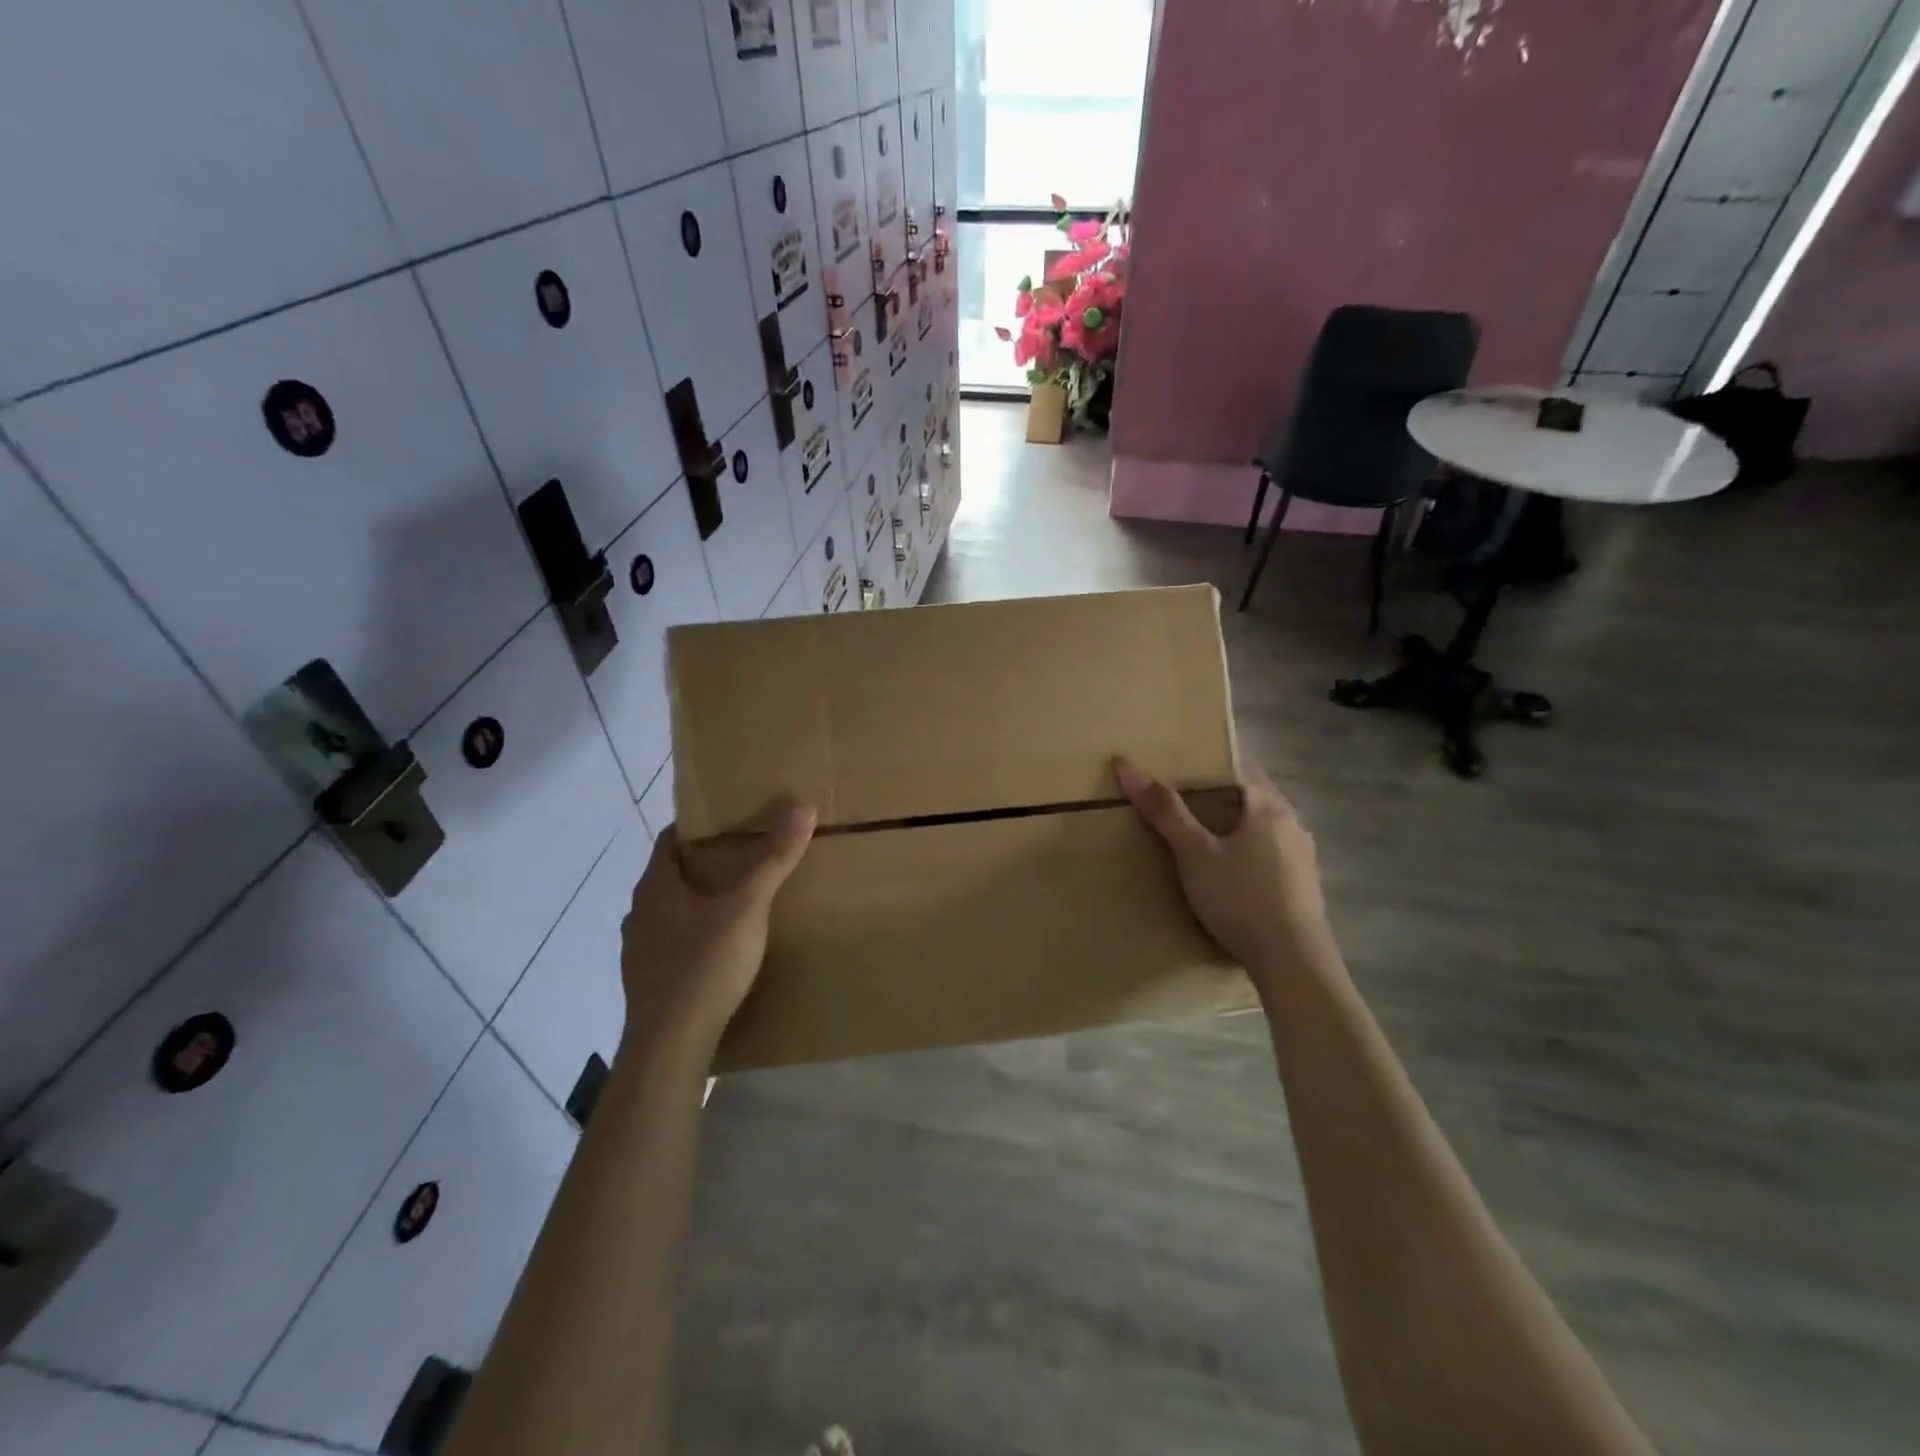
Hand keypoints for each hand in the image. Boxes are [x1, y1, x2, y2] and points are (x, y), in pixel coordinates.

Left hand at [620, 796, 816, 1059]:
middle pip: (671, 874)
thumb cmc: (705, 965)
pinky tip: (719, 948)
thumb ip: (774, 858)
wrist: (670, 1045)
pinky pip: (671, 943)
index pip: (671, 838)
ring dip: (697, 901)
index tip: (732, 821)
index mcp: (656, 886)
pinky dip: (693, 935)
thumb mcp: (748, 907)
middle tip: (746, 857)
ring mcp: (639, 950)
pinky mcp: (647, 981)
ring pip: (670, 911)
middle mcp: (640, 912)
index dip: (699, 826)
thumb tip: (801, 805)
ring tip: (736, 902)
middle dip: (705, 863)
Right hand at [1115, 759, 1335, 989]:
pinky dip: (1249, 856)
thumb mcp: (1194, 854)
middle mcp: (1293, 824)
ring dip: (1236, 830)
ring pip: (1264, 829)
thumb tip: (1127, 766)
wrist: (1293, 963)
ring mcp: (1304, 858)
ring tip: (1202, 843)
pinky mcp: (1304, 888)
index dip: (1209, 768)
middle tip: (1181, 808)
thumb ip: (1164, 811)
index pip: (1240, 769)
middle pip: (1253, 799)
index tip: (1179, 775)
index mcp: (1269, 807)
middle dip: (1220, 800)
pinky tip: (1230, 877)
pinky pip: (1272, 857)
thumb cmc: (1241, 898)